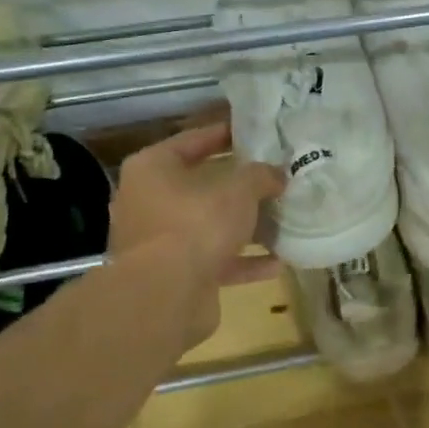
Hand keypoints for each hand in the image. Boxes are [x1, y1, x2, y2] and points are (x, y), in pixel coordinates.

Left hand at [110, 123, 285, 344]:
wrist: (166, 296)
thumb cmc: (196, 224)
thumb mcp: (239, 190)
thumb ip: (261, 176)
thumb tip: (277, 174)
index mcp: (152, 169)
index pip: (192, 141)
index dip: (223, 134)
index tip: (252, 131)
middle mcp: (148, 202)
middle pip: (200, 186)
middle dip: (237, 186)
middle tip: (271, 176)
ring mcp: (158, 242)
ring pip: (208, 226)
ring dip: (243, 227)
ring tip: (280, 219)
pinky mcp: (173, 276)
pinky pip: (214, 261)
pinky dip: (243, 262)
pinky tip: (278, 262)